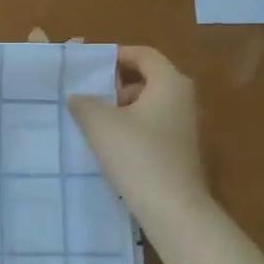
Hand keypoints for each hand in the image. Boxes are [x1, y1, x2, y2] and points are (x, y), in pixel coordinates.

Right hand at [68, 46, 208, 219]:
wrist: (172, 209)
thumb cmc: (137, 155)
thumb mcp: (99, 123)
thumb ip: (84, 102)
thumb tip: (78, 97)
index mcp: (170, 82)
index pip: (143, 54)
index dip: (115, 55)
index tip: (88, 66)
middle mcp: (184, 99)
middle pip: (147, 79)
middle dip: (116, 85)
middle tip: (88, 95)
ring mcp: (185, 127)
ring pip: (149, 105)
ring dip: (122, 109)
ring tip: (93, 122)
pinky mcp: (181, 151)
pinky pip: (153, 127)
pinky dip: (132, 129)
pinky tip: (110, 146)